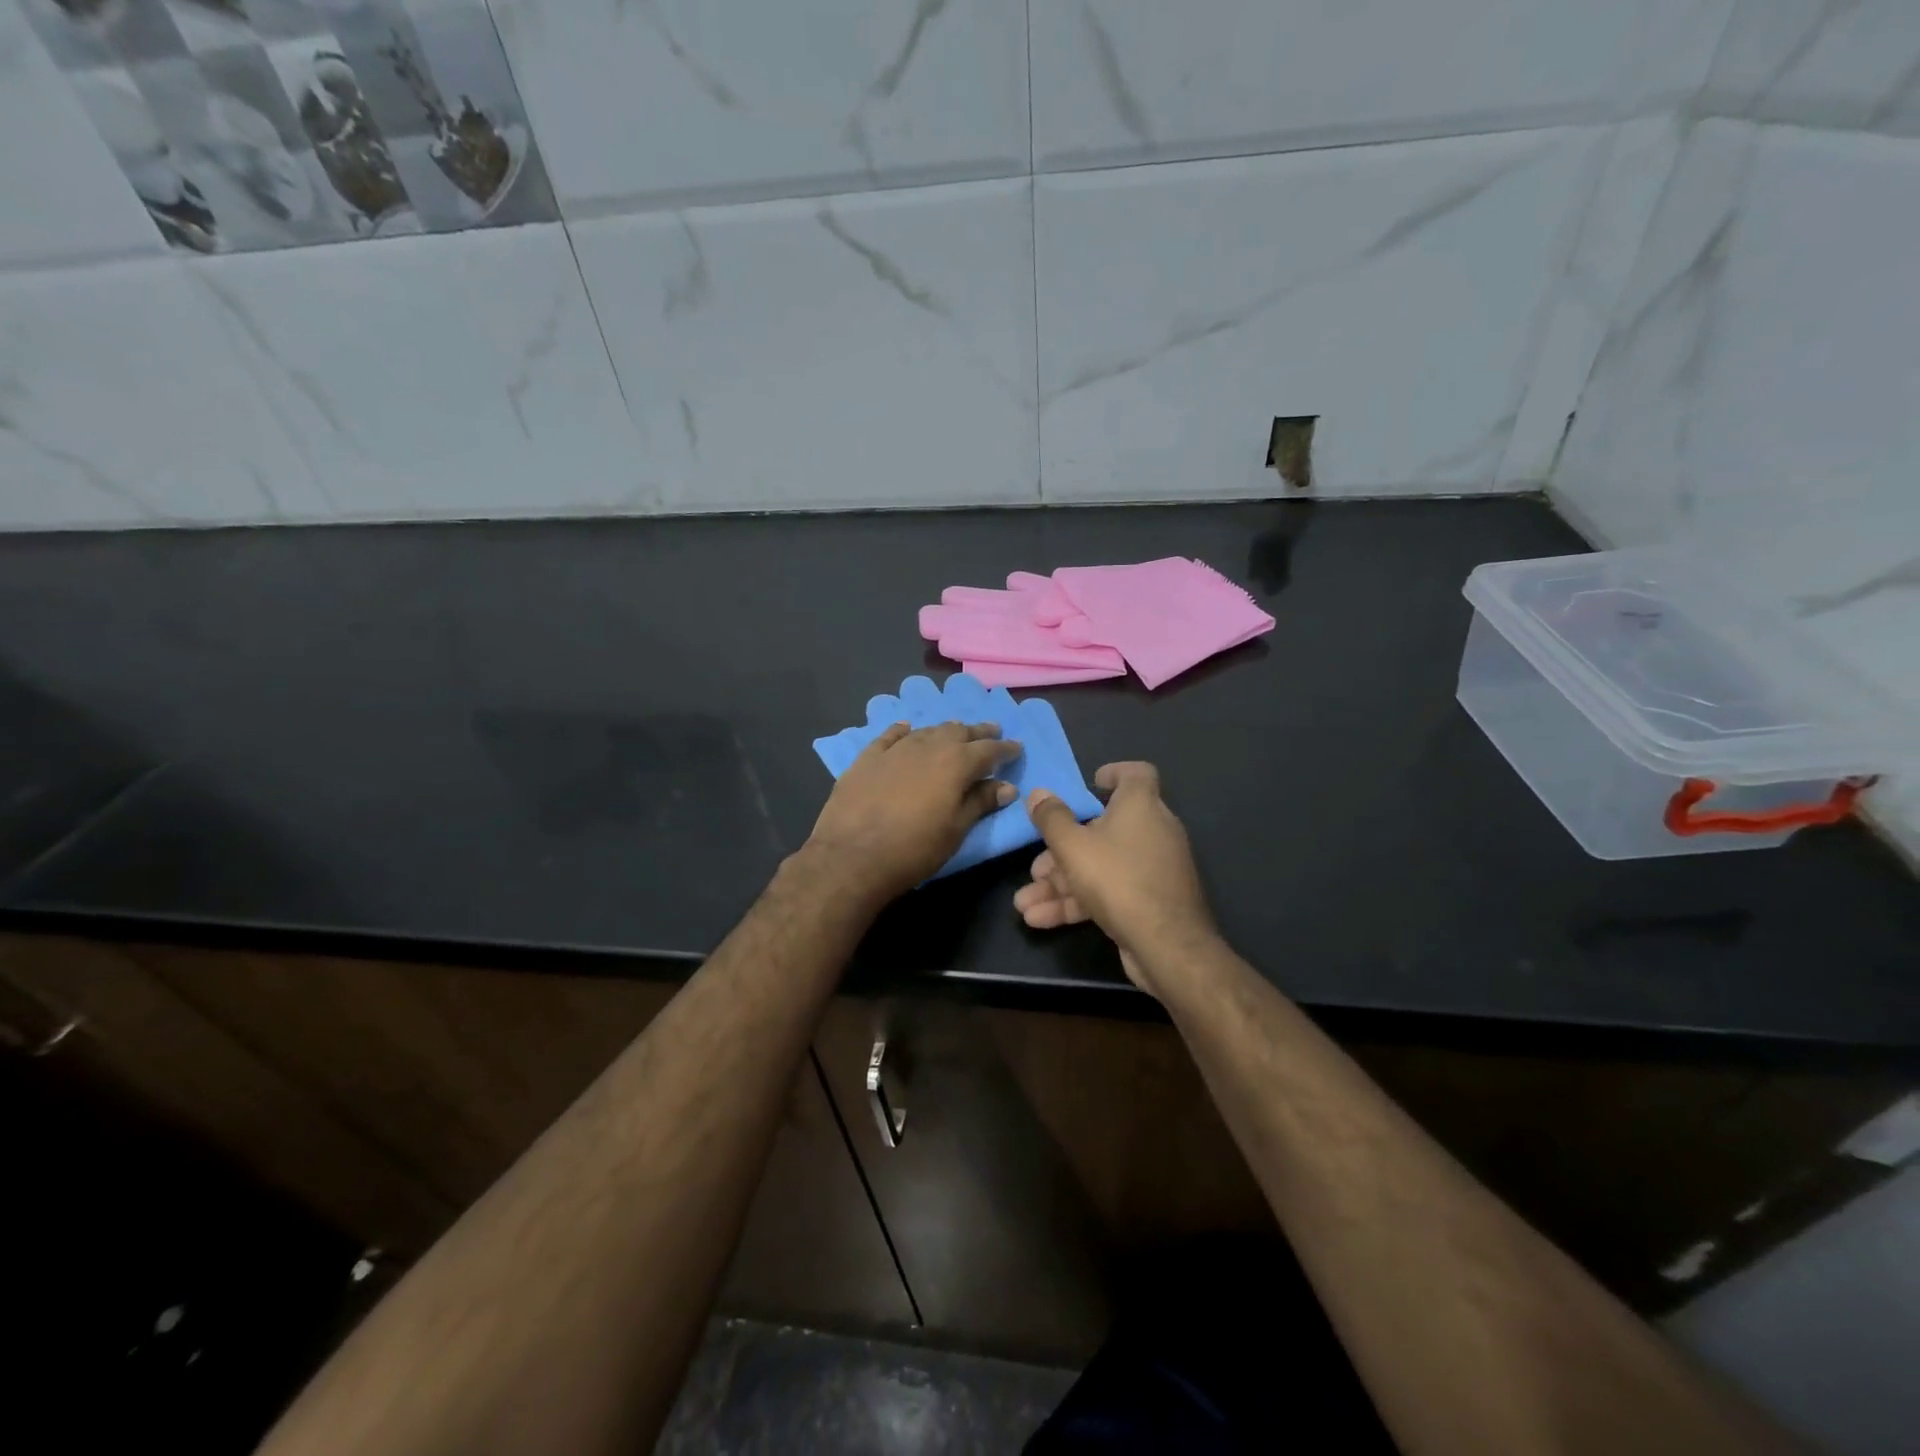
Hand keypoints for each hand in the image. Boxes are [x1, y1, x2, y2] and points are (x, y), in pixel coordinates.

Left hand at [805, 722, 1021, 902]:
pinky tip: (907, 729)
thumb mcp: (955, 830)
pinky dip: (904, 731)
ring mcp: (894, 749)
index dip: (1005, 749)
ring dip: (945, 731)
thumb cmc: (913, 850)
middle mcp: (928, 746)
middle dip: (977, 732)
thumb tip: (1006, 786)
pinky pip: (890, 736)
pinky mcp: (867, 758)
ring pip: (927, 731)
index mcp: (956, 763)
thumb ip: (980, 803)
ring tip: (955, 732)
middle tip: (991, 731)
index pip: (989, 750)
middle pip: (958, 732)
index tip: (1017, 748)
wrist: (851, 857)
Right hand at [1016, 762, 1218, 997]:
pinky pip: (1108, 892)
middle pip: (1102, 829)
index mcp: (1140, 806)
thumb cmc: (1118, 879)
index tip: (1090, 784)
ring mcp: (1152, 869)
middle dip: (1061, 850)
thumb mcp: (1073, 846)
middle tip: (1035, 868)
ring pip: (1100, 866)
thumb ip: (1052, 819)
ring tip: (1024, 904)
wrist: (1166, 945)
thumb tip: (1038, 793)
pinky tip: (1040, 920)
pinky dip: (1077, 902)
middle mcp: (1152, 832)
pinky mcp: (1148, 901)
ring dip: (1060, 884)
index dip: (1114, 773)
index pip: (1137, 774)